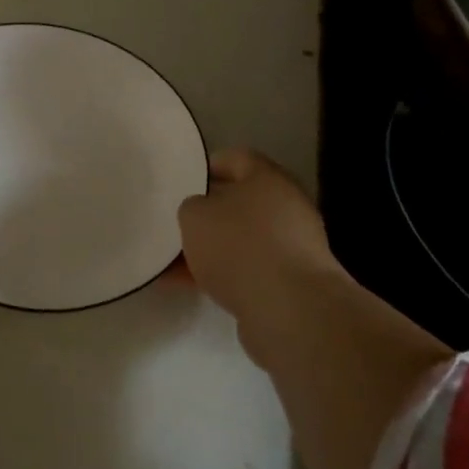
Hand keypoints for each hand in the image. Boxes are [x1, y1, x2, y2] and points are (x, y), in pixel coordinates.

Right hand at [172, 149, 345, 361]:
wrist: (289, 309)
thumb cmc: (239, 246)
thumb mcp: (195, 216)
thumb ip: (192, 207)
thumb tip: (201, 213)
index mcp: (268, 178)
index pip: (236, 158)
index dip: (209, 166)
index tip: (184, 180)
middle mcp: (287, 206)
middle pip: (241, 202)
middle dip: (210, 214)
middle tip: (180, 223)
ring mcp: (293, 246)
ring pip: (243, 239)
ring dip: (213, 249)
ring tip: (174, 263)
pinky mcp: (291, 283)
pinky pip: (249, 270)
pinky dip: (223, 275)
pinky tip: (190, 287)